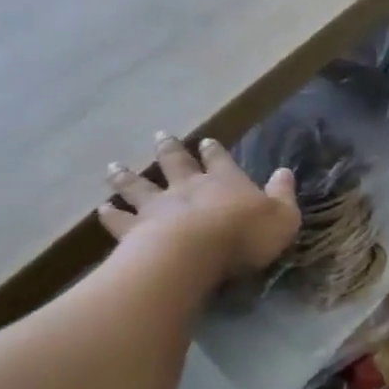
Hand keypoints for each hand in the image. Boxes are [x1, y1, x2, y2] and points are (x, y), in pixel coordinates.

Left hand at [97, 132, 300, 278]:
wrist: (194, 253)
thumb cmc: (245, 234)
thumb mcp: (282, 216)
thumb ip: (283, 195)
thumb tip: (285, 172)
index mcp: (225, 181)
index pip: (220, 160)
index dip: (214, 151)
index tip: (206, 141)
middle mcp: (188, 187)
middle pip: (175, 163)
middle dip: (169, 149)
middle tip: (160, 136)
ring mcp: (158, 206)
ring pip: (140, 186)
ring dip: (128, 176)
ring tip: (115, 167)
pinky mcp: (135, 229)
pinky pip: (120, 219)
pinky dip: (112, 214)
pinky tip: (103, 209)